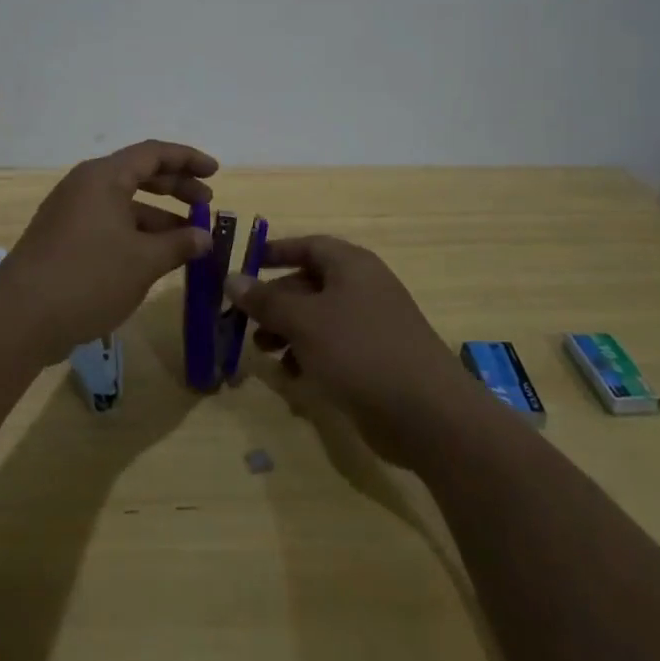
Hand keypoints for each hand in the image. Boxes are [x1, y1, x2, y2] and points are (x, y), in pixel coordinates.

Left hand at [0, 140, 216, 362]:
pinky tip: (155, 259)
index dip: (188, 159)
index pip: (153, 153)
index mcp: (103, 177)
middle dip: (176, 188)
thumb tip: (205, 237)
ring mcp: (70, 213)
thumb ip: (179, 244)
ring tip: (189, 241)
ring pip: (124, 204)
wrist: (19, 318)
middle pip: (139, 174)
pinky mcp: (63, 240)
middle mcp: (85, 186)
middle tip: (206, 204)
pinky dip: (136, 234)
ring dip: (158, 218)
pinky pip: (109, 225)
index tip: (216, 173)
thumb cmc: (88, 277)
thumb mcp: (143, 261)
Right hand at [227, 236, 473, 465]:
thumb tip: (231, 278)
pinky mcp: (376, 359)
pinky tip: (291, 376)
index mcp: (351, 265)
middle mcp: (363, 288)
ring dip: (288, 330)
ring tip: (262, 350)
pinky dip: (309, 355)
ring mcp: (372, 324)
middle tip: (244, 319)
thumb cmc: (360, 352)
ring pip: (319, 318)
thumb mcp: (305, 322)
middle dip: (275, 300)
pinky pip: (333, 346)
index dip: (275, 252)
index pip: (308, 245)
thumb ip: (266, 301)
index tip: (245, 265)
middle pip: (310, 283)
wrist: (428, 414)